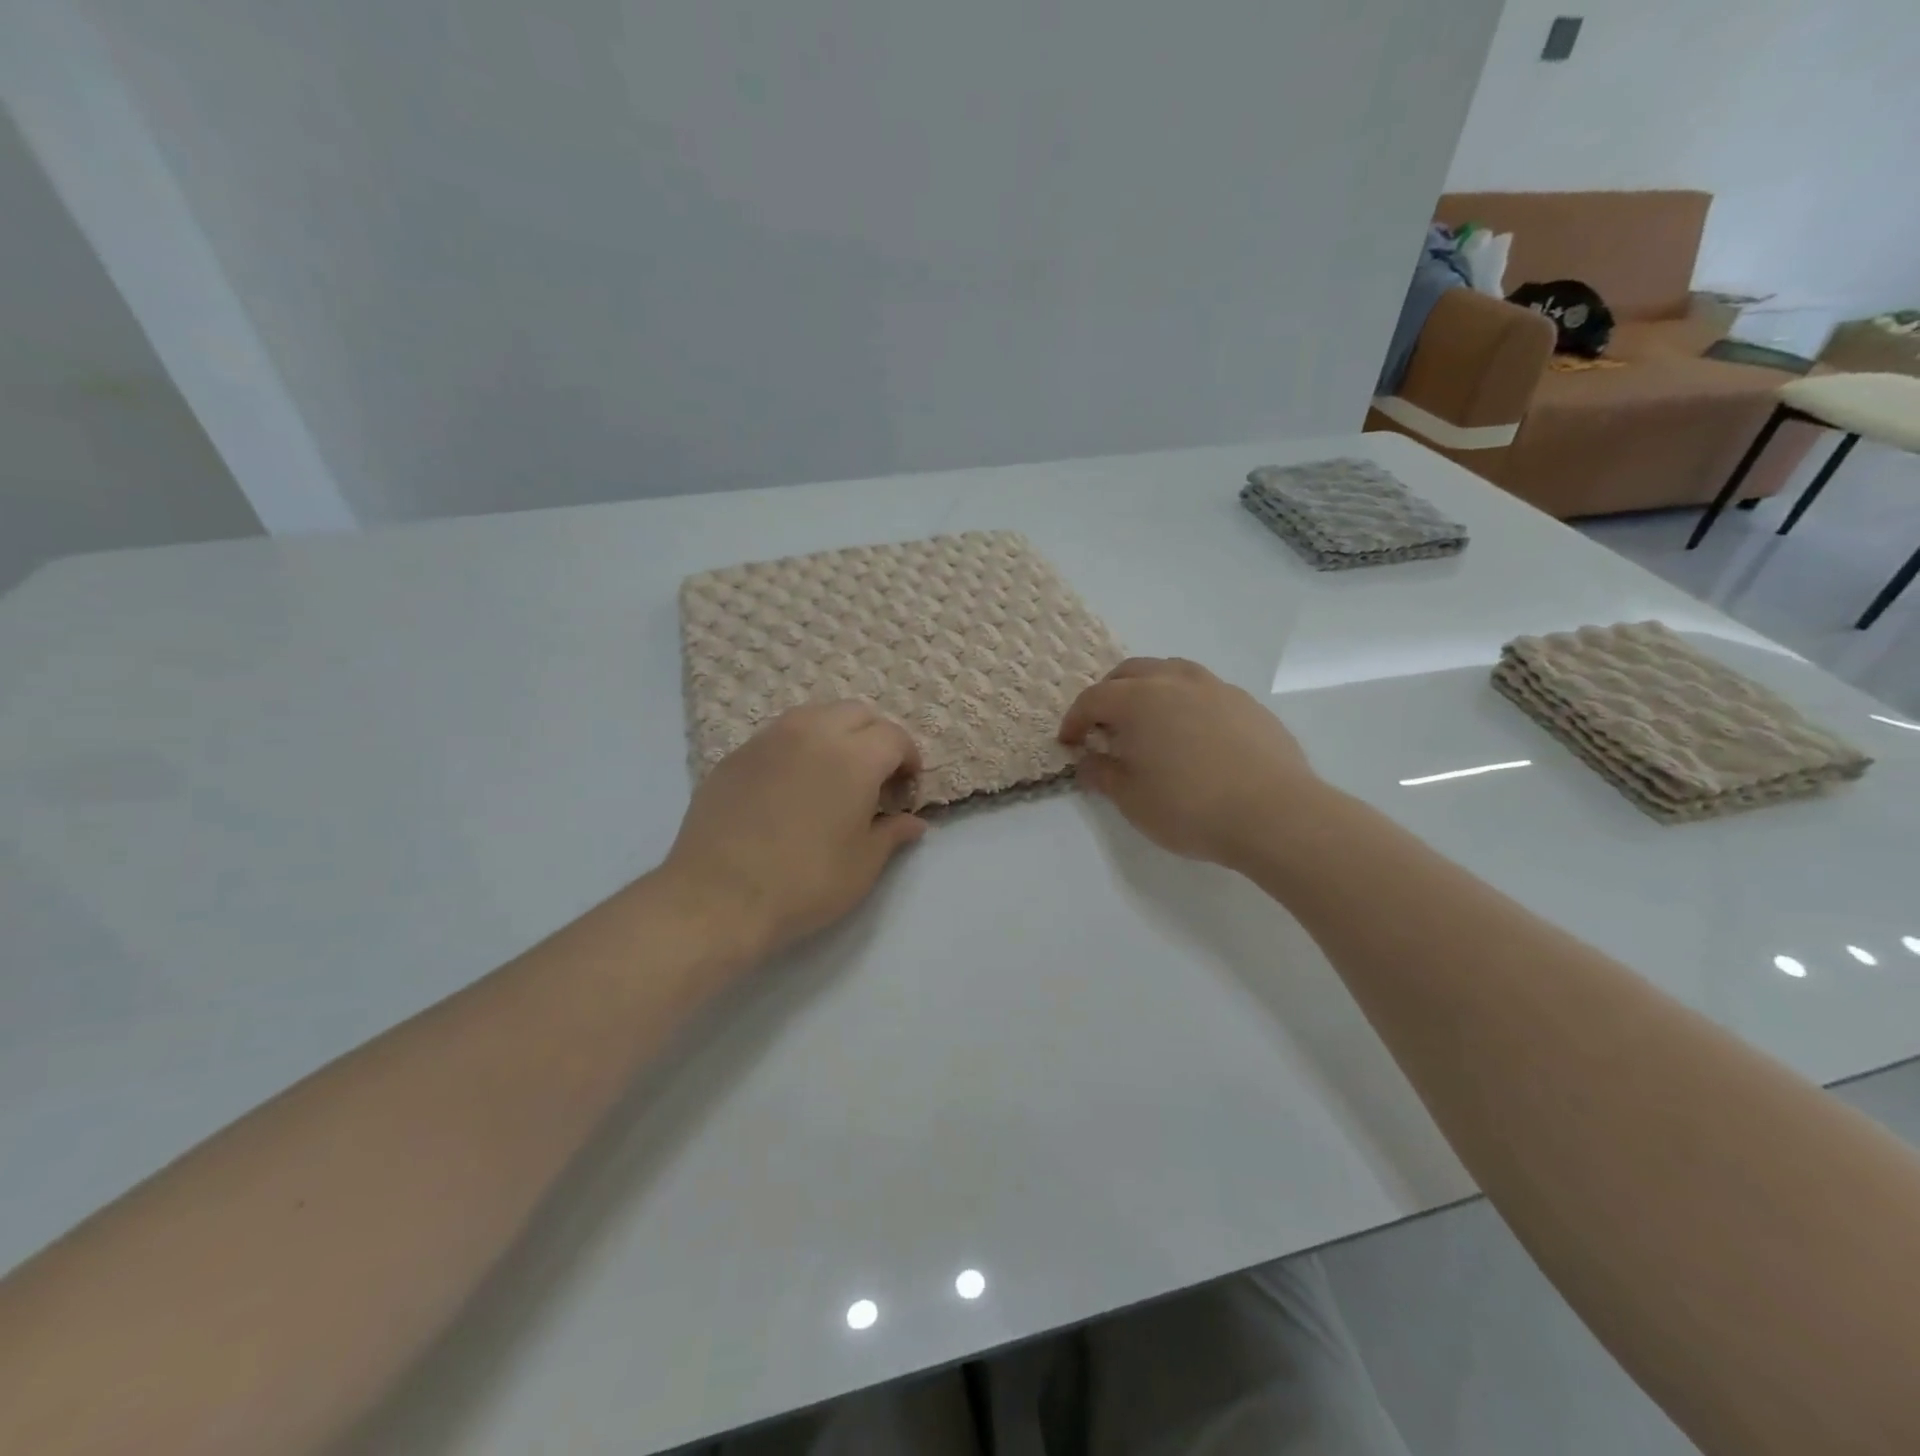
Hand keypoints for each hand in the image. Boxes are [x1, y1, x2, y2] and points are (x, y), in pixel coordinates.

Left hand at [660, 701, 926, 960]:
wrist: (718, 896)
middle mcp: (814, 733)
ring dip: (835, 733)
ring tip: (833, 773)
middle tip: (875, 777)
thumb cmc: (805, 882)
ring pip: (815, 715)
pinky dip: (797, 747)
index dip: (909, 760)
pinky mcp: (737, 754)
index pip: (895, 737)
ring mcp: (769, 739)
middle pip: (857, 713)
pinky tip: (791, 785)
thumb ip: (892, 833)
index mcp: (855, 756)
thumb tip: (914, 822)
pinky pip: (778, 735)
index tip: (905, 791)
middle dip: (875, 737)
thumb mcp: (863, 865)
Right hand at [1058, 658, 1321, 869]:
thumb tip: (1088, 759)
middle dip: (1109, 694)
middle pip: (1130, 672)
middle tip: (1104, 726)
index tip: (1069, 743)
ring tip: (1148, 722)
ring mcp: (1216, 688)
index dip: (1074, 720)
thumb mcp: (1131, 799)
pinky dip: (1185, 702)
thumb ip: (1101, 774)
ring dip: (1149, 689)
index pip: (1093, 699)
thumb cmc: (1189, 807)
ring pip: (1171, 672)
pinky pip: (1204, 690)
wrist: (1275, 814)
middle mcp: (1174, 682)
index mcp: (1138, 700)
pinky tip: (1193, 735)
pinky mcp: (1247, 703)